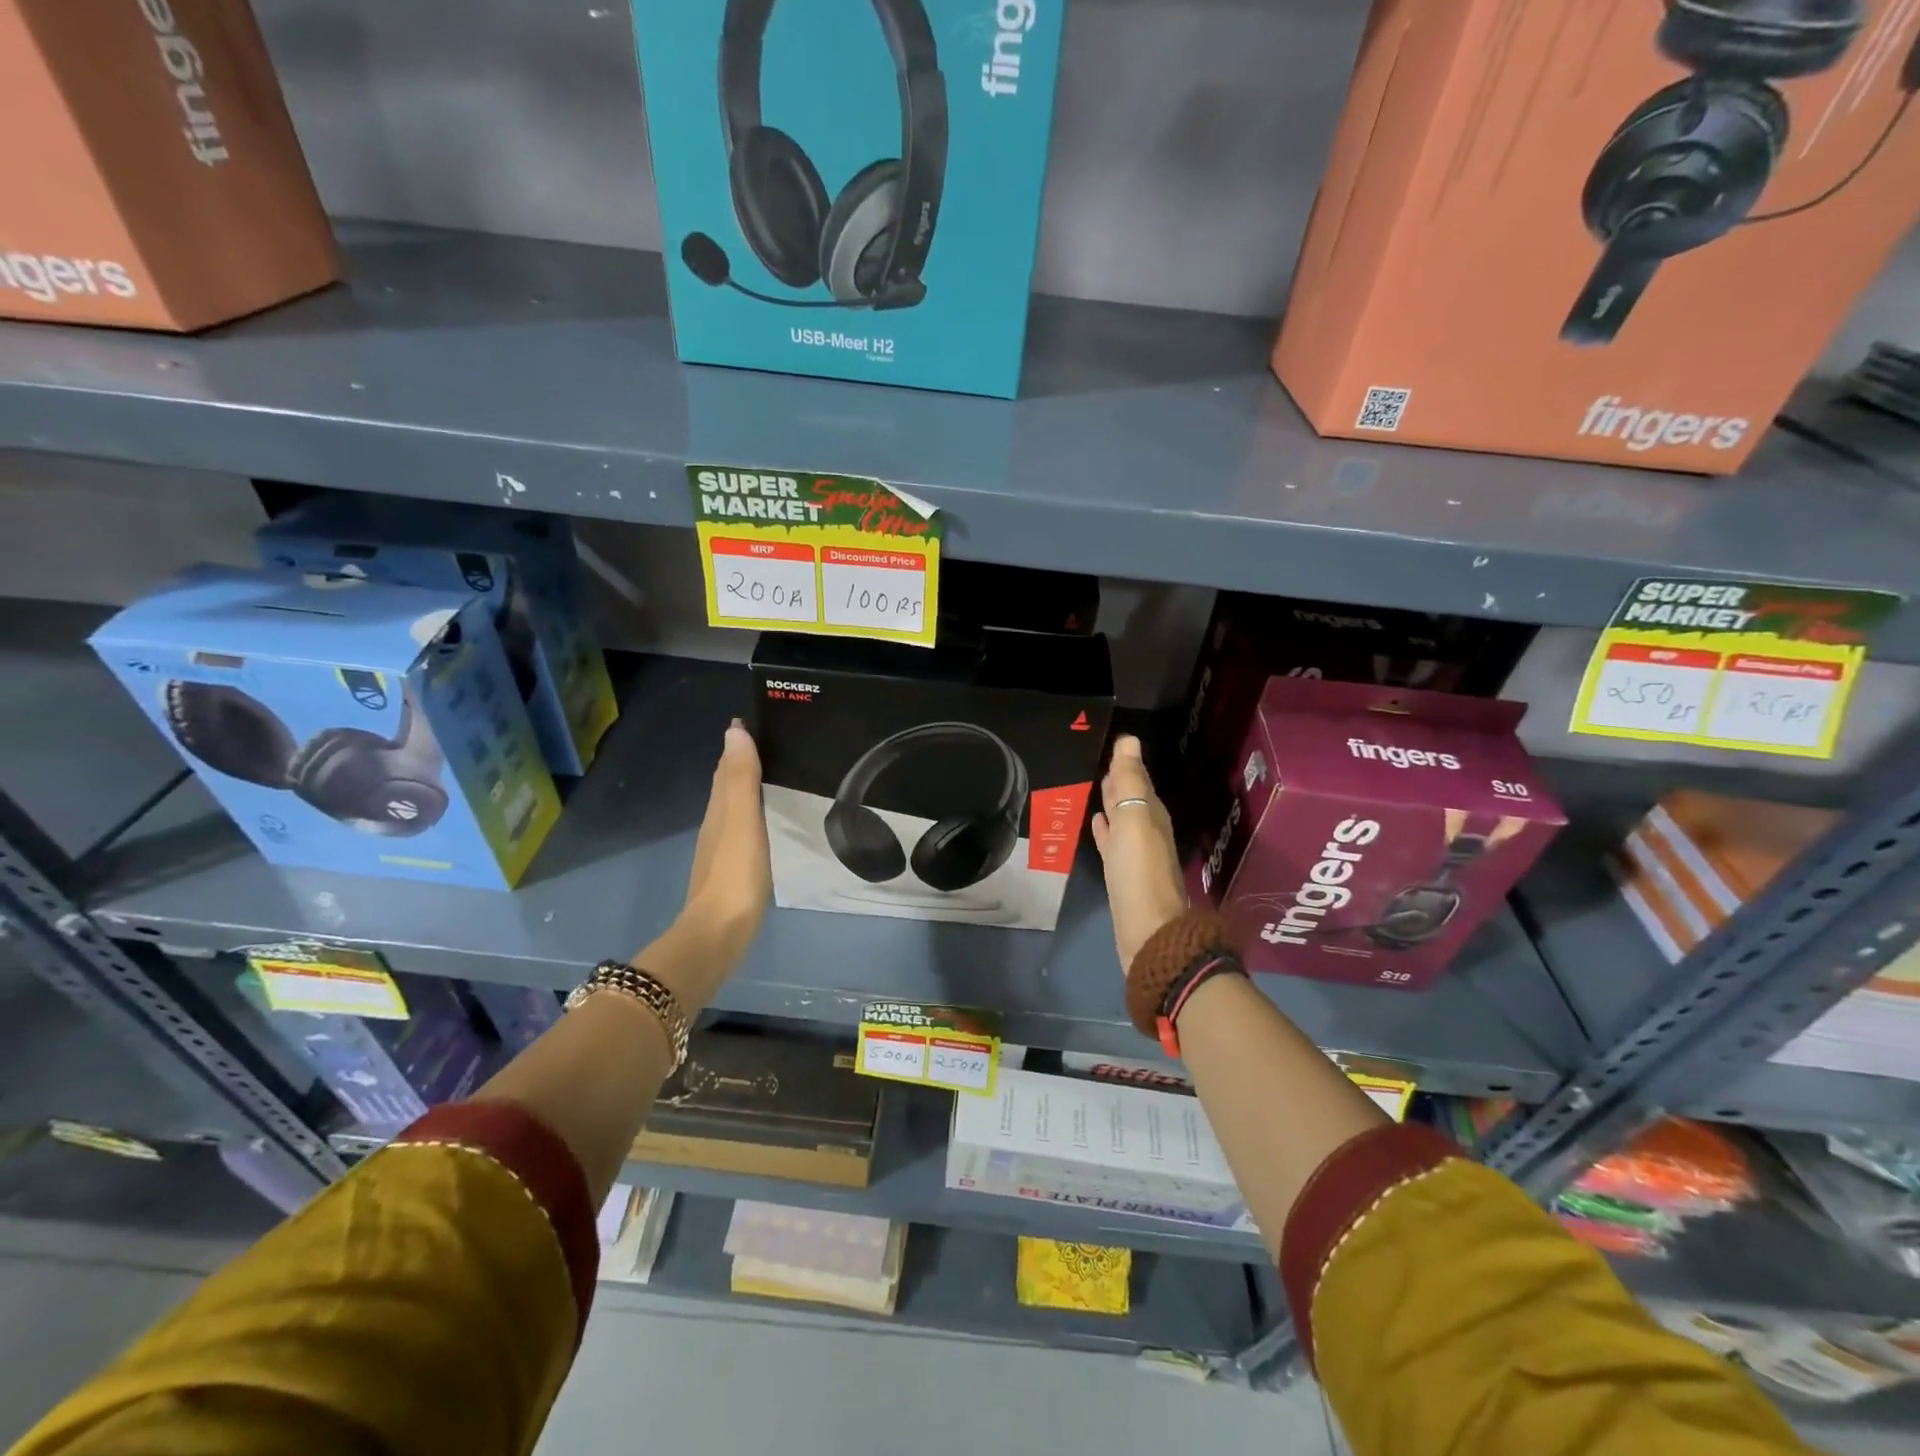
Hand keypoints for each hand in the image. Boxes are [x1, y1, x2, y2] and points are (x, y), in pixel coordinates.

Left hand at [684, 719, 770, 958]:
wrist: (720, 931)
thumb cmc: (735, 872)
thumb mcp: (743, 819)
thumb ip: (741, 778)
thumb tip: (734, 730)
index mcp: (719, 807)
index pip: (726, 765)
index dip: (738, 743)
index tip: (761, 720)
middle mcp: (717, 822)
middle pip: (728, 784)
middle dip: (745, 761)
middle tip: (776, 743)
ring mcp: (724, 848)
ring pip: (736, 807)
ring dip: (751, 788)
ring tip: (779, 775)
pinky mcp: (735, 868)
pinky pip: (746, 829)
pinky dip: (757, 814)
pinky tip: (772, 821)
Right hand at [1089, 734, 1187, 973]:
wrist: (1146, 932)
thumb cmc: (1138, 872)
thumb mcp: (1134, 820)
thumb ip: (1130, 782)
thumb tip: (1129, 740)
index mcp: (1152, 816)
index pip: (1139, 781)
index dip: (1126, 764)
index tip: (1113, 743)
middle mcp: (1147, 832)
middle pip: (1132, 799)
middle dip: (1120, 781)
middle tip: (1101, 760)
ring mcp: (1134, 856)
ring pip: (1122, 820)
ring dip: (1112, 804)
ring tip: (1095, 787)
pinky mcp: (1122, 876)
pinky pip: (1112, 843)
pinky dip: (1105, 830)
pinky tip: (1096, 824)